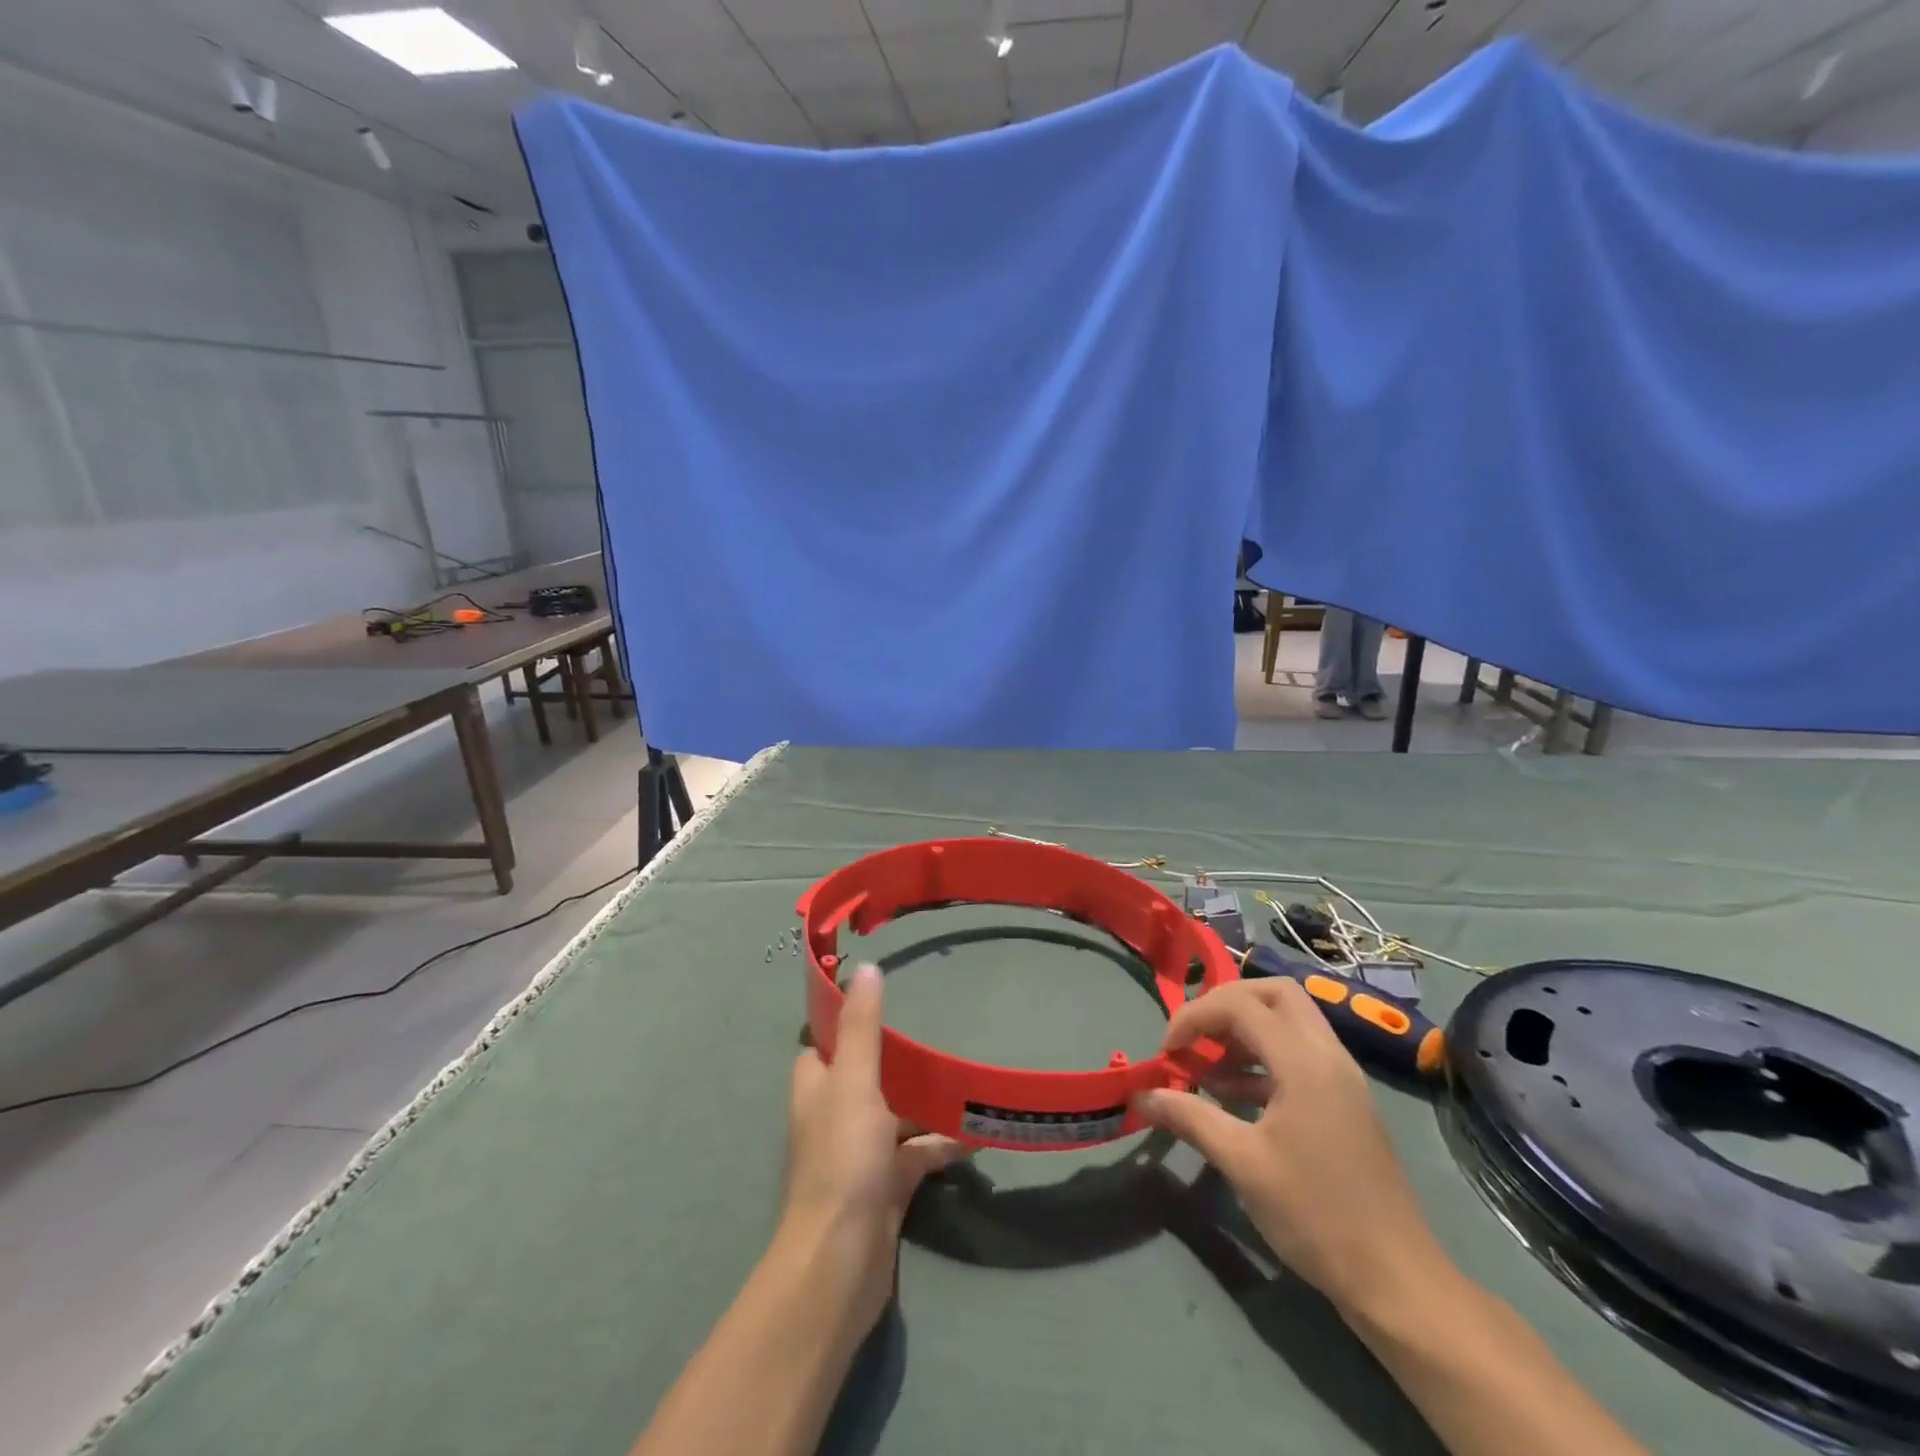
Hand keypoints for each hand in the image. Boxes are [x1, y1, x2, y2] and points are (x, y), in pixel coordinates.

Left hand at [779, 963, 963, 1335]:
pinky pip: (917, 1153)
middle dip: (900, 1060)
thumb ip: (862, 1026)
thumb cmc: (843, 1160)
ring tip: (967, 1080)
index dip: (851, 1021)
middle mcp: (834, 1115)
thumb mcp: (854, 1082)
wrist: (840, 1263)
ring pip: (896, 1114)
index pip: (828, 1042)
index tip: (886, 1000)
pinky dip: (942, 1143)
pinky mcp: (885, 1186)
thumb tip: (865, 968)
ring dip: (927, 1102)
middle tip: (940, 1037)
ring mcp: (860, 1153)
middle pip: (868, 1075)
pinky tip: (977, 1135)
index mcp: (817, 1087)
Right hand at [1135, 978, 1444, 1317]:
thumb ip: (1190, 1117)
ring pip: (1289, 1020)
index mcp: (1305, 1062)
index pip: (1240, 1004)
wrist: (1396, 1280)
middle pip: (1273, 993)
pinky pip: (1299, 1052)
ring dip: (1244, 1029)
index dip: (1195, 1016)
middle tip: (1195, 1036)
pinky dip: (1262, 1056)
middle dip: (1225, 1004)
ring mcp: (1342, 1077)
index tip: (1167, 1051)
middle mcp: (1328, 1055)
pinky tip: (1233, 1093)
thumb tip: (1141, 1095)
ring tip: (1207, 1065)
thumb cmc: (1315, 1215)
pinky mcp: (1345, 1100)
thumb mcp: (1242, 1164)